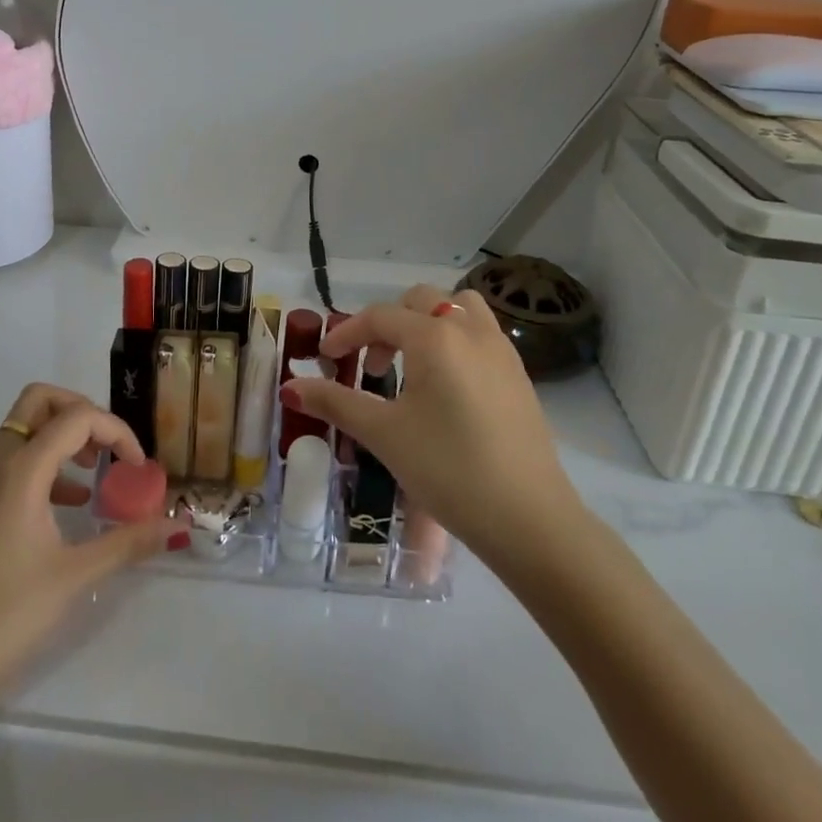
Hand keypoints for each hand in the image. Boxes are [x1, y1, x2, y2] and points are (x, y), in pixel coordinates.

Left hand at [0, 384, 171, 734]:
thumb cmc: (5, 616)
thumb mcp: (73, 578)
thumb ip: (126, 543)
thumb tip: (173, 526)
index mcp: (21, 471)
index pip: (76, 417)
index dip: (115, 431)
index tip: (138, 467)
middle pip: (40, 401)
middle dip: (80, 410)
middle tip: (107, 447)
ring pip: (24, 428)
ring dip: (62, 435)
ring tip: (94, 472)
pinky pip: (14, 459)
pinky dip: (45, 462)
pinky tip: (69, 503)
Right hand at [283, 286, 581, 560]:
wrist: (531, 521)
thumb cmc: (449, 470)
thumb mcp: (384, 435)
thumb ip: (335, 402)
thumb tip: (290, 387)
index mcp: (435, 336)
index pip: (380, 317)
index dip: (347, 334)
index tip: (325, 359)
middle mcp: (470, 330)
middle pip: (420, 301)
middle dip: (388, 325)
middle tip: (372, 366)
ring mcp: (501, 350)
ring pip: (458, 308)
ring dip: (428, 323)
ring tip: (412, 364)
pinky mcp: (519, 375)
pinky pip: (480, 334)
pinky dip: (454, 340)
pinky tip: (446, 388)